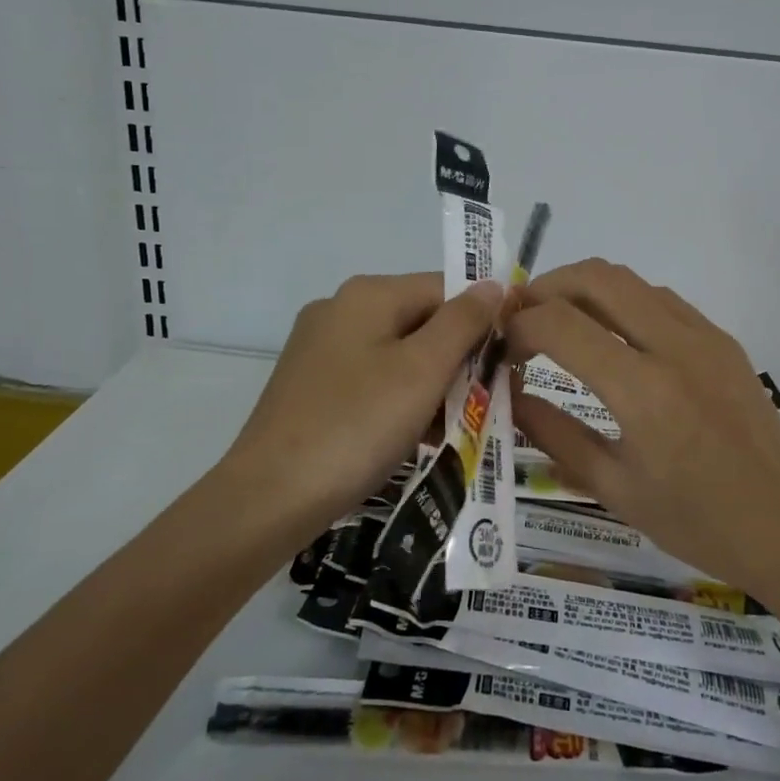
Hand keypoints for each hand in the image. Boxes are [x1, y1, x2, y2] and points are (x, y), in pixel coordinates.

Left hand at [221, 272, 503, 536]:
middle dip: (459, 360)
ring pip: (400, 354)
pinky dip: (401, 401)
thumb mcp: (422, 370)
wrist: (270, 496)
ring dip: (434, 385)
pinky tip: (415, 436)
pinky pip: (373, 379)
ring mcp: (322, 348)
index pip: (446, 288)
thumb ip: (464, 322)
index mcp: (368, 294)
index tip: (509, 365)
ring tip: (456, 427)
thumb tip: (494, 284)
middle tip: (488, 403)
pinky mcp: (312, 385)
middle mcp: (341, 309)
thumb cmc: (357, 425)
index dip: (483, 321)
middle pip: (423, 321)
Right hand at [506, 259, 779, 613]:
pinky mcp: (722, 339)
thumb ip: (552, 433)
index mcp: (642, 390)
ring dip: (584, 289)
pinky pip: (660, 298)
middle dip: (546, 288)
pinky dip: (622, 302)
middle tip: (522, 319)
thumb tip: (508, 393)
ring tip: (559, 324)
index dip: (519, 326)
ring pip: (629, 279)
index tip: (504, 349)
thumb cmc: (696, 521)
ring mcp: (704, 336)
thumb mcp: (613, 487)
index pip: (559, 323)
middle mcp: (674, 346)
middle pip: (595, 277)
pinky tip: (612, 339)